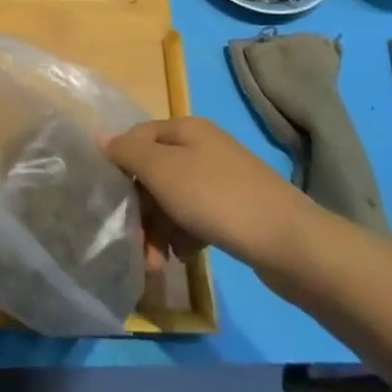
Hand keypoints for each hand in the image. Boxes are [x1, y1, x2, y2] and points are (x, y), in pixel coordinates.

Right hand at [103, 117, 305, 265]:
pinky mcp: (236, 208)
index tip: (110, 201)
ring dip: (159, 229)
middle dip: (140, 208)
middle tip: (134, 243)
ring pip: (174, 199)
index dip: (120, 166)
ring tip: (156, 263)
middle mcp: (203, 146)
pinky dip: (184, 236)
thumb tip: (101, 139)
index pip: (137, 138)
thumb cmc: (216, 198)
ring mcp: (222, 178)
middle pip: (155, 172)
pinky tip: (183, 258)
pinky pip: (196, 217)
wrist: (289, 241)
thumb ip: (128, 153)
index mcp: (185, 128)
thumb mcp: (162, 171)